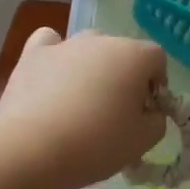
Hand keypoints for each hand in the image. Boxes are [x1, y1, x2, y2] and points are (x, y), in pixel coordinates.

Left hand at [0, 28, 168, 188]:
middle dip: (123, 77)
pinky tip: (52, 77)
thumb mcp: (142, 141)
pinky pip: (50, 43)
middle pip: (122, 52)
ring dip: (91, 68)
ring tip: (80, 102)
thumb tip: (150, 111)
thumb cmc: (96, 143)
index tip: (145, 112)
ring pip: (88, 48)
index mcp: (134, 55)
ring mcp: (65, 43)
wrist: (32, 148)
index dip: (156, 85)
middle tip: (114, 113)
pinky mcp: (33, 54)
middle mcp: (101, 40)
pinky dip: (55, 55)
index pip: (157, 59)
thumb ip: (157, 120)